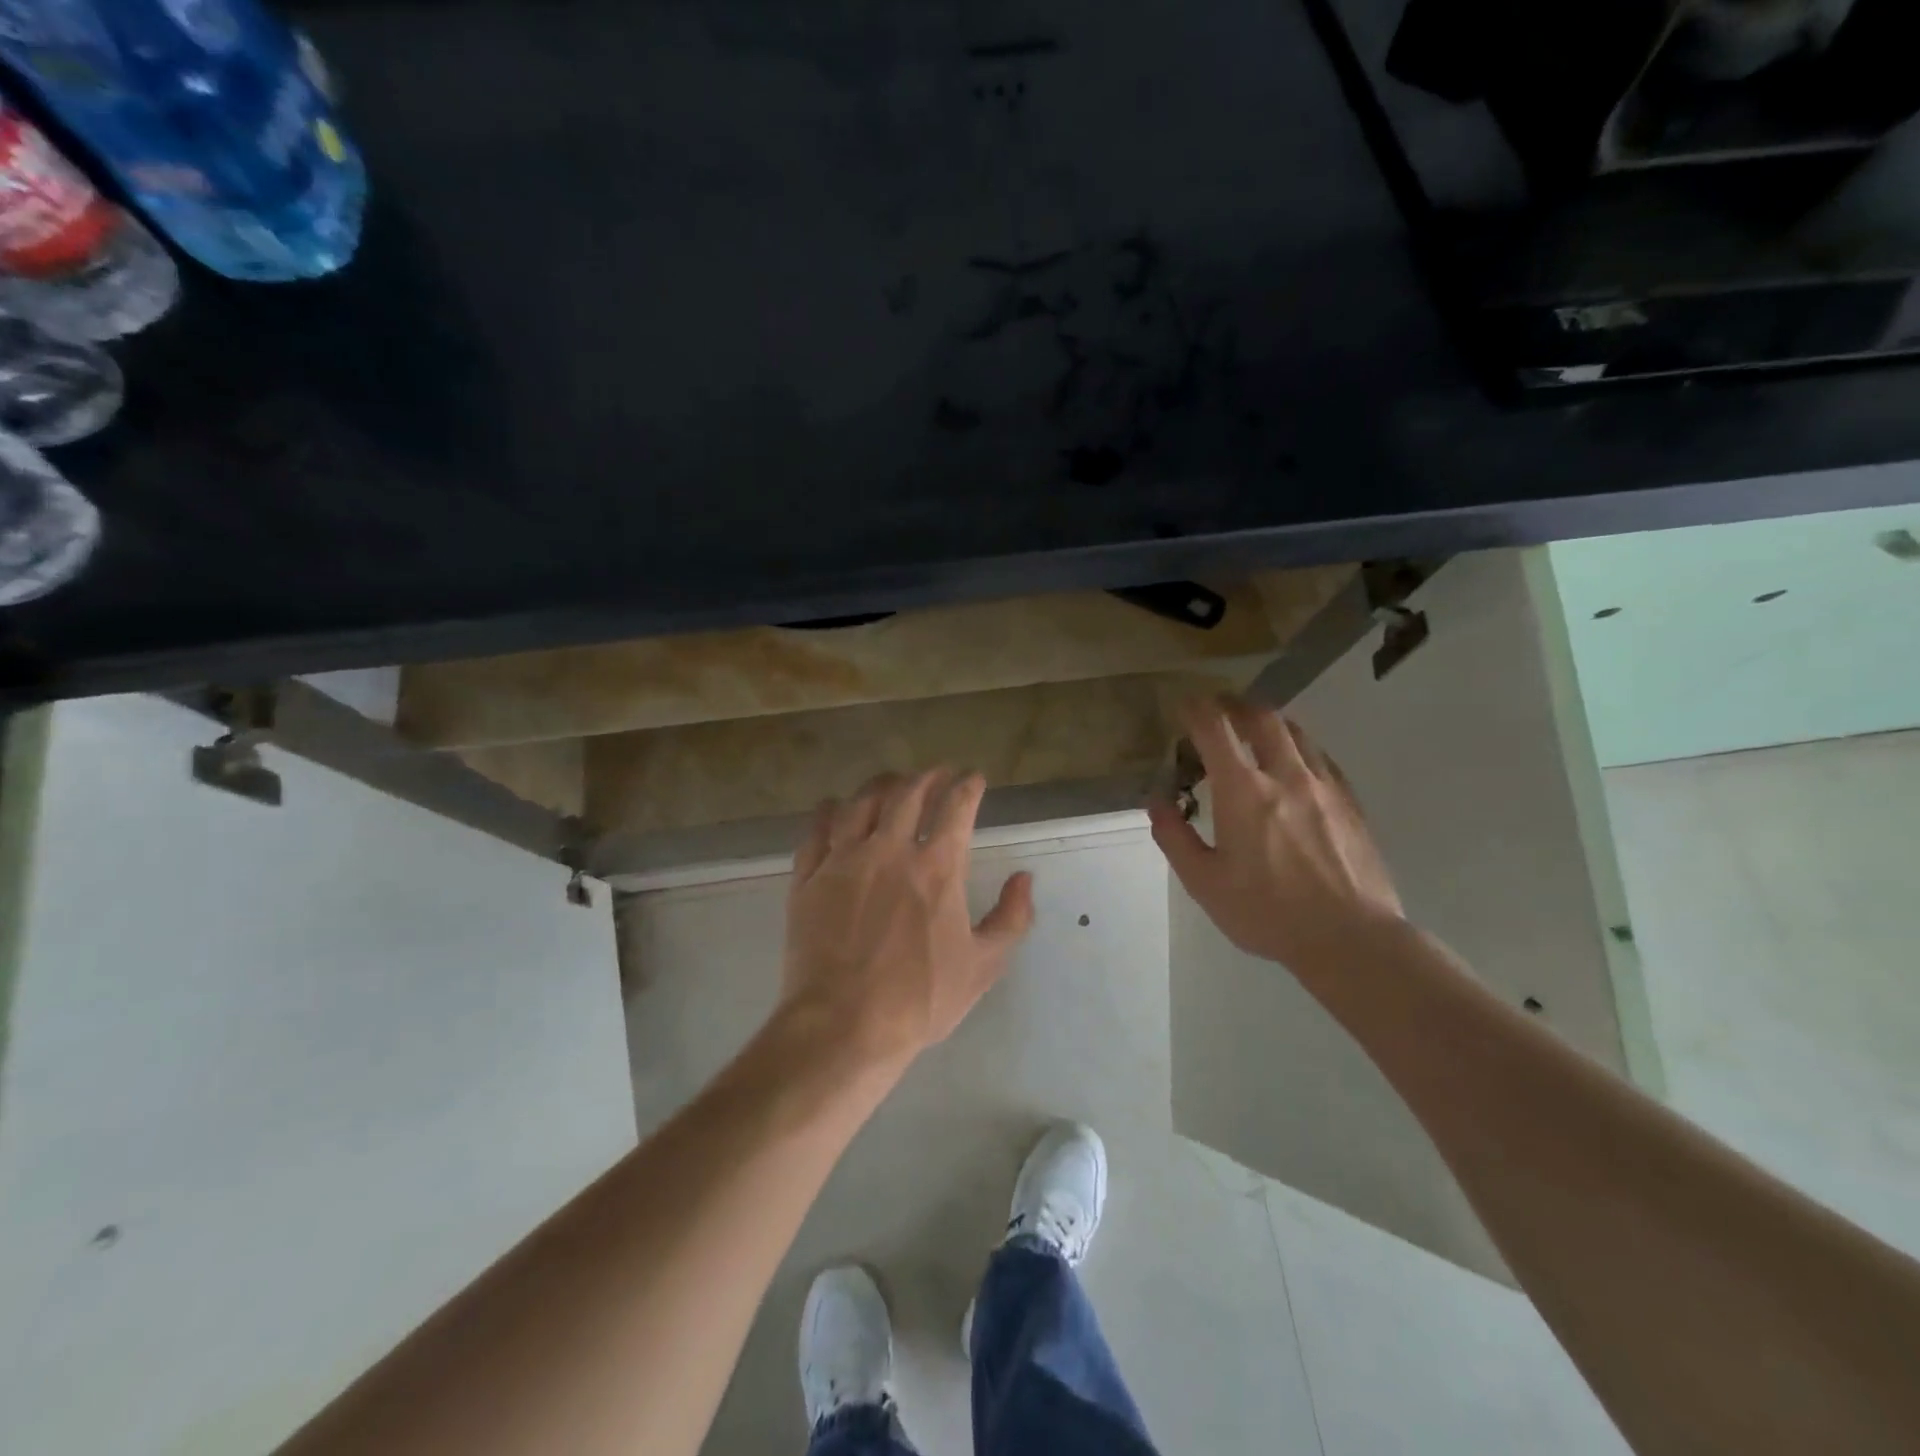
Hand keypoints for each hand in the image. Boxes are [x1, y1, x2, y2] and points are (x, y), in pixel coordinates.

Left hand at [779, 769, 1035, 1071]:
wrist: (843, 1025)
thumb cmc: (920, 999)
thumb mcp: (983, 965)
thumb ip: (1011, 917)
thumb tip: (1024, 878)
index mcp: (936, 867)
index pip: (956, 807)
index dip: (968, 786)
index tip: (973, 778)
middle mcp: (890, 850)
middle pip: (908, 793)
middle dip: (927, 776)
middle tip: (936, 774)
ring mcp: (844, 860)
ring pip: (861, 802)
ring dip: (881, 785)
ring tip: (891, 783)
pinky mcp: (808, 877)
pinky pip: (817, 830)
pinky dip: (829, 811)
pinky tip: (835, 807)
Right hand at [1149, 698, 1402, 973]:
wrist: (1351, 938)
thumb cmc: (1267, 912)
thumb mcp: (1203, 882)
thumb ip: (1174, 836)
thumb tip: (1158, 801)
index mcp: (1243, 791)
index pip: (1215, 728)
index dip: (1195, 709)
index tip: (1183, 706)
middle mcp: (1285, 775)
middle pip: (1261, 717)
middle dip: (1234, 705)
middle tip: (1218, 708)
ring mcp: (1324, 785)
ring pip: (1296, 732)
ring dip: (1268, 723)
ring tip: (1253, 732)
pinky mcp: (1350, 802)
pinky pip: (1320, 757)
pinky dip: (1298, 748)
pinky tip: (1293, 767)